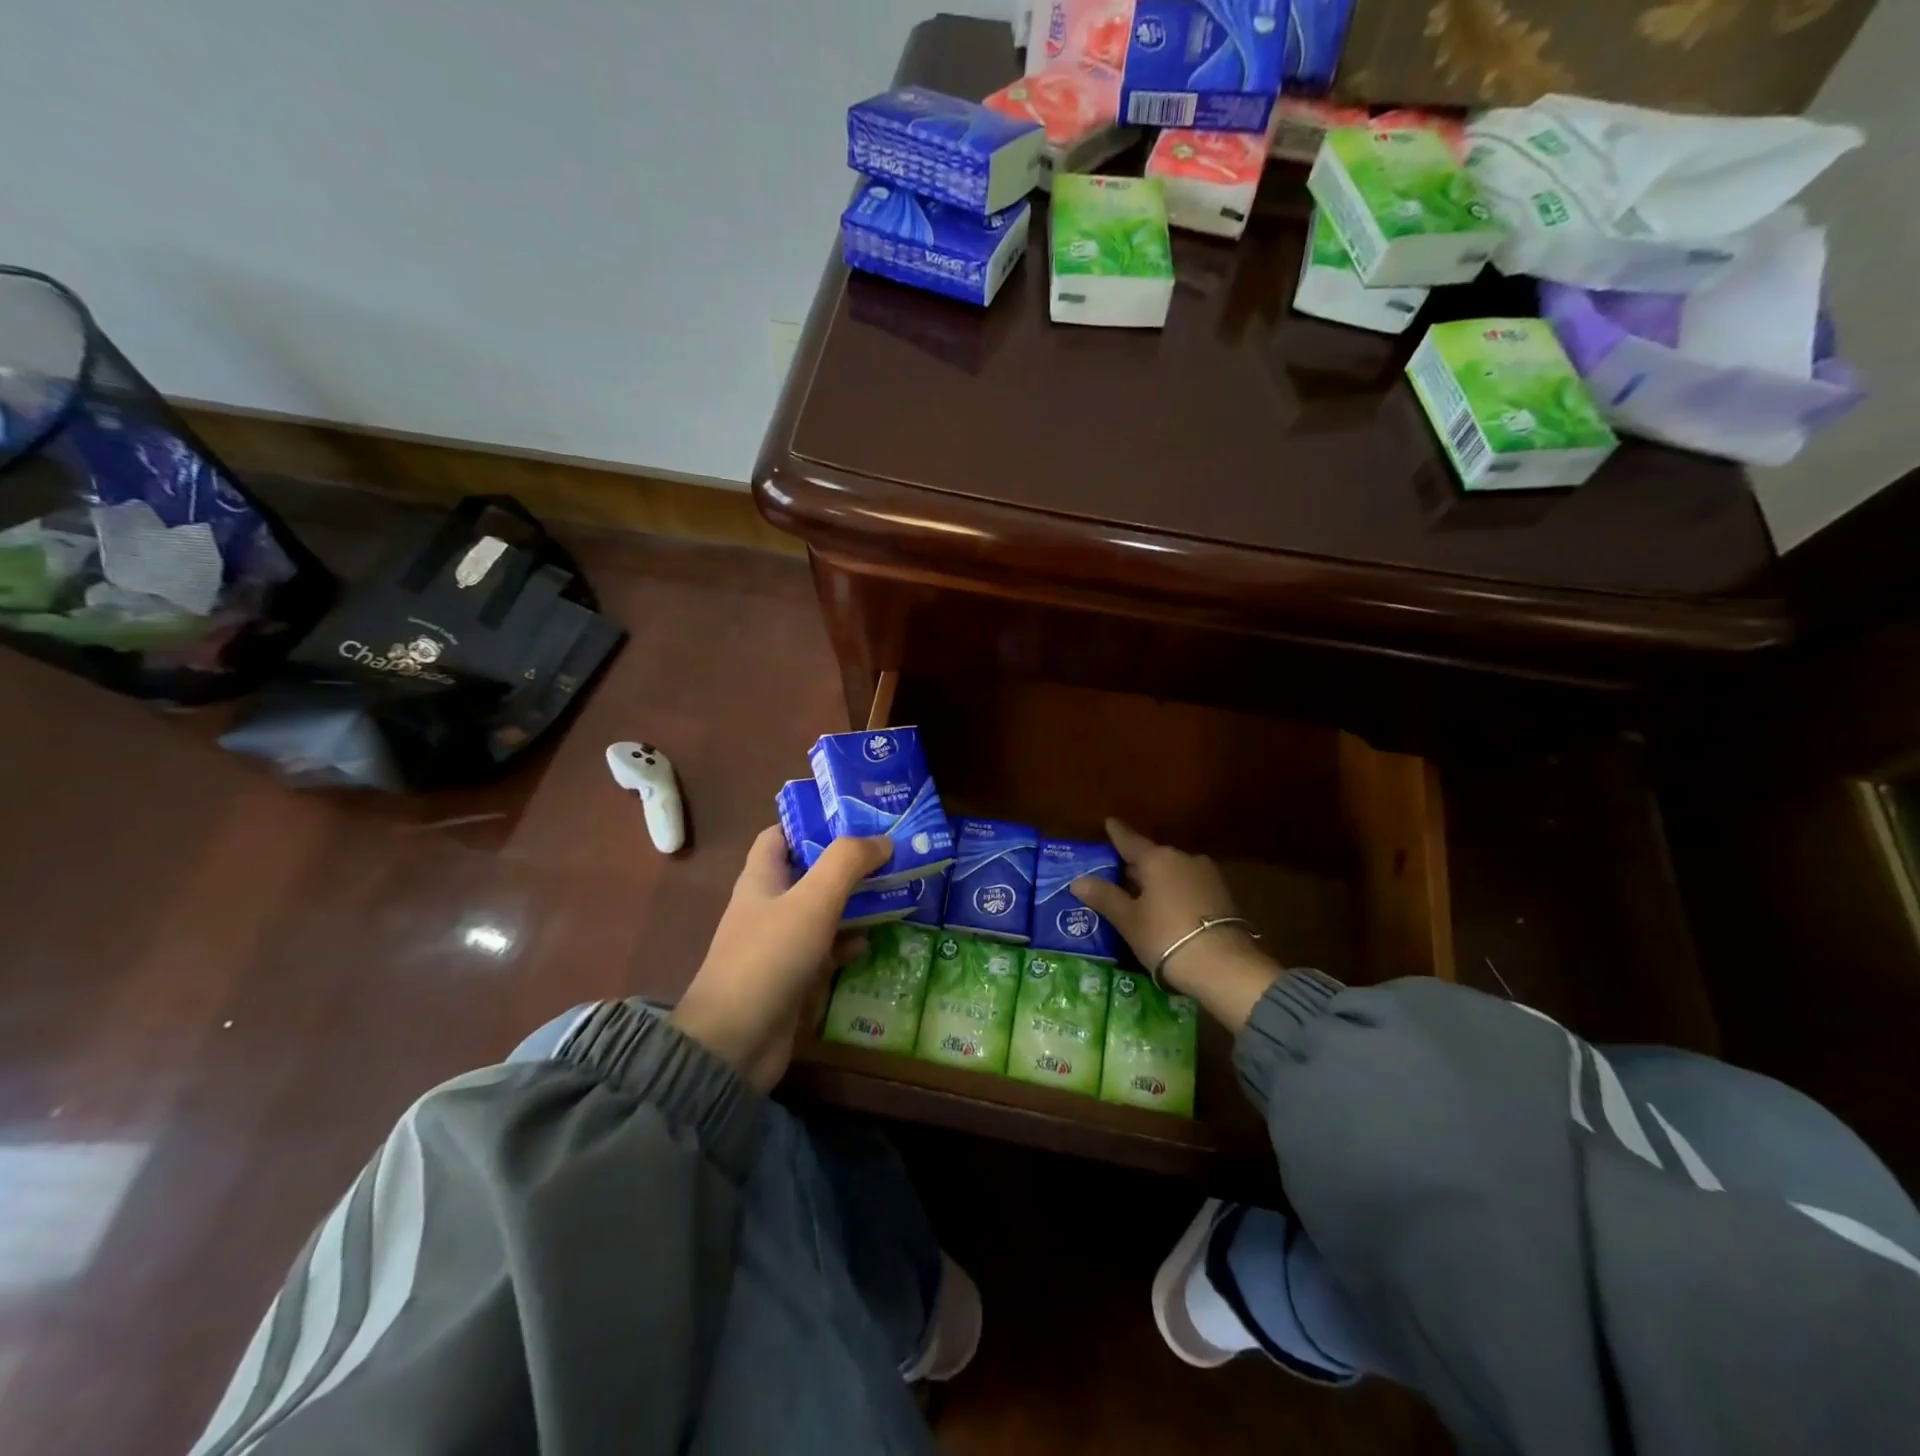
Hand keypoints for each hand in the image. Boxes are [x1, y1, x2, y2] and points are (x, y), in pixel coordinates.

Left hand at [672, 827, 889, 1089]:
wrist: (735, 1042)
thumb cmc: (770, 957)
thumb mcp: (813, 900)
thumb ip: (847, 863)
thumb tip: (883, 840)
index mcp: (762, 878)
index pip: (781, 834)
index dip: (812, 821)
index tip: (854, 816)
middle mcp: (768, 905)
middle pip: (809, 871)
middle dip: (846, 862)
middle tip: (889, 852)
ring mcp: (779, 943)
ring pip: (821, 910)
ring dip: (853, 901)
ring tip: (893, 889)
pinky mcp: (792, 977)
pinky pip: (825, 949)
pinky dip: (847, 943)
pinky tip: (871, 942)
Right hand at [1071, 818, 1281, 1030]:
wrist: (1225, 966)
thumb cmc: (1166, 936)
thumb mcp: (1128, 919)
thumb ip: (1104, 896)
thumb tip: (1078, 880)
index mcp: (1157, 858)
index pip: (1130, 841)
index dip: (1117, 833)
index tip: (1109, 822)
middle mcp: (1184, 859)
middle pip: (1153, 858)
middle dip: (1135, 865)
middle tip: (1115, 873)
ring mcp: (1208, 877)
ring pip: (1173, 873)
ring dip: (1156, 882)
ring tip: (1139, 896)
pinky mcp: (1223, 898)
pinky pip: (1189, 888)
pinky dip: (1174, 894)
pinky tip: (1166, 910)